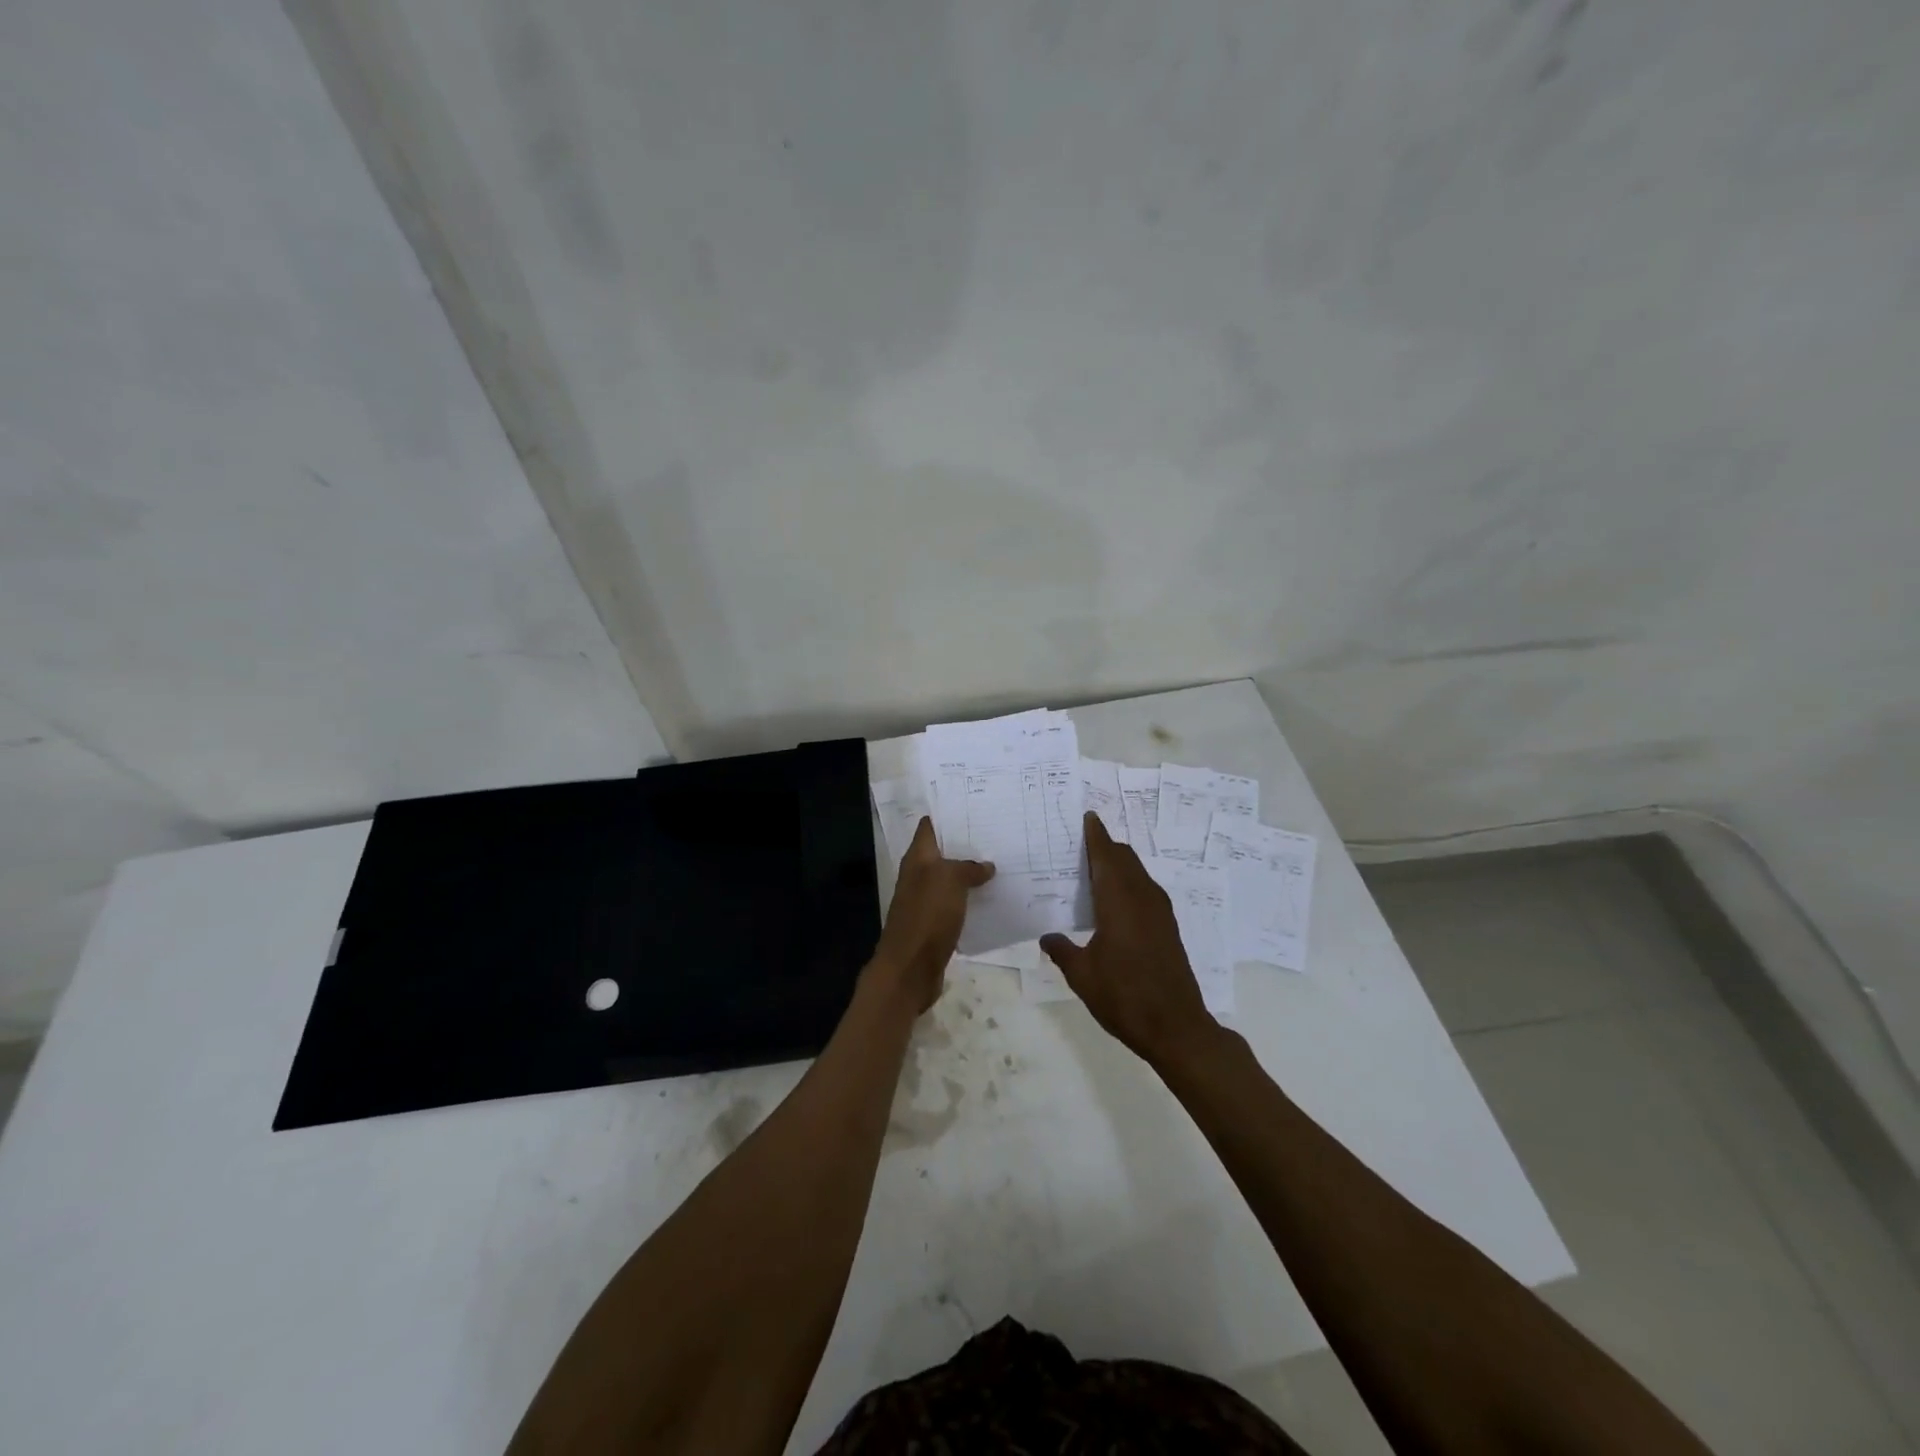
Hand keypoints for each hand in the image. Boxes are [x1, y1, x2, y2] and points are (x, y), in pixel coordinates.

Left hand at [867, 817, 994, 1014]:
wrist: (911, 969)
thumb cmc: (927, 916)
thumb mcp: (949, 881)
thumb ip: (967, 868)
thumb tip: (985, 866)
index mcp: (917, 859)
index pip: (929, 827)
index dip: (948, 814)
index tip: (975, 805)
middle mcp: (919, 876)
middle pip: (942, 853)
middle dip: (966, 844)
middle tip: (999, 832)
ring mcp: (926, 902)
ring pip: (951, 879)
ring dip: (972, 873)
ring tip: (1003, 862)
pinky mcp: (936, 925)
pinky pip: (957, 904)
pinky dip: (972, 899)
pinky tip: (994, 898)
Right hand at [1041, 813, 1220, 1067]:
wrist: (1176, 1027)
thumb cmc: (1123, 997)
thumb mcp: (1082, 975)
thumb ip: (1062, 951)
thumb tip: (1047, 937)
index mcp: (1119, 901)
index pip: (1106, 856)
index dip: (1096, 835)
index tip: (1088, 816)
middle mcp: (1142, 898)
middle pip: (1125, 859)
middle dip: (1106, 847)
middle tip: (1083, 842)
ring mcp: (1160, 913)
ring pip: (1138, 874)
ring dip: (1119, 865)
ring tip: (1095, 868)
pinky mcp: (1168, 928)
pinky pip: (1146, 891)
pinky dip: (1129, 883)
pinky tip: (1115, 901)